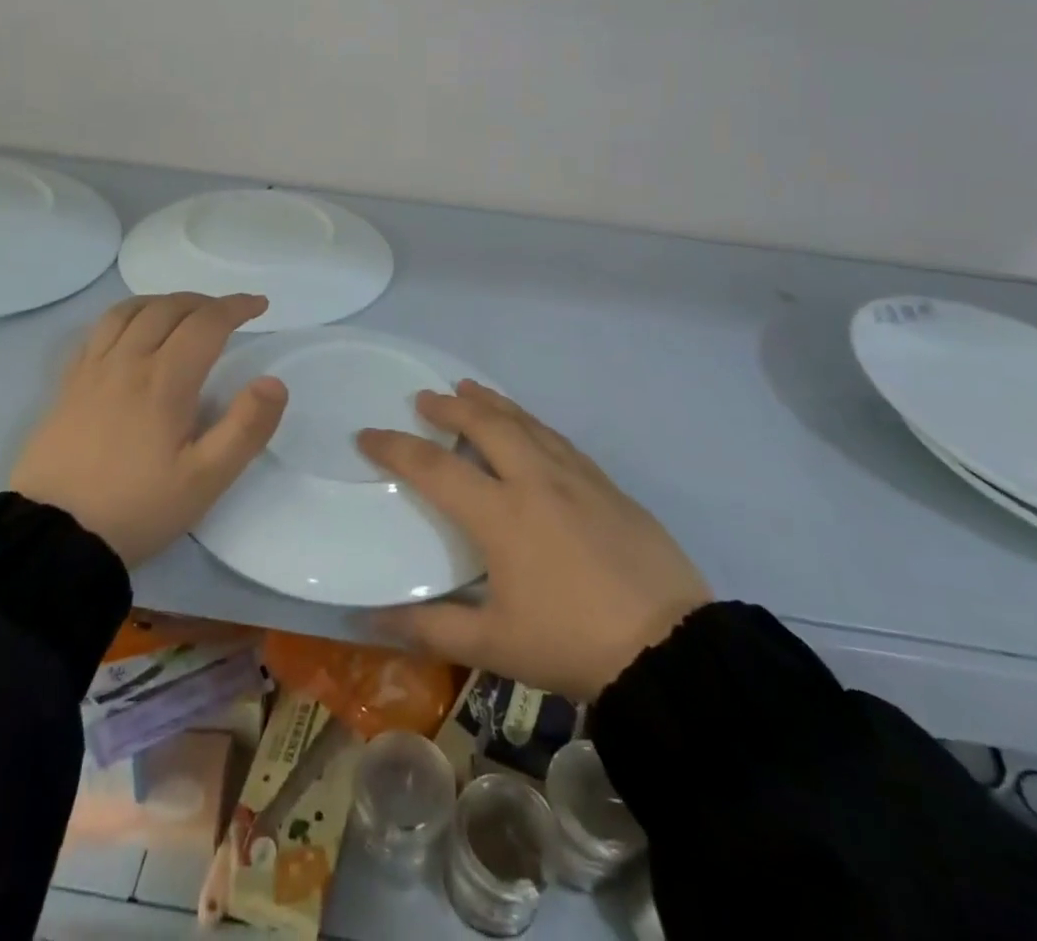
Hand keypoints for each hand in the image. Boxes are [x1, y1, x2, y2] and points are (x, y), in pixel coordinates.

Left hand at [10, 293, 286, 567]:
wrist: (51, 537)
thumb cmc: (137, 508)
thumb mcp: (205, 480)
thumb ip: (245, 428)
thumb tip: (273, 382)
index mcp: (165, 381)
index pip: (207, 323)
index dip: (237, 307)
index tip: (259, 305)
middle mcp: (128, 362)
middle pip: (169, 308)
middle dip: (205, 302)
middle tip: (228, 313)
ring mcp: (92, 370)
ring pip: (130, 311)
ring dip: (164, 302)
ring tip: (183, 312)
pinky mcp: (67, 384)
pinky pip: (98, 330)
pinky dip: (126, 315)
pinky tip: (131, 331)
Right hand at [358, 381, 710, 700]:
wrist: (669, 646)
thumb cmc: (572, 643)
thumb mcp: (494, 645)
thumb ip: (431, 628)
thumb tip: (372, 617)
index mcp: (501, 514)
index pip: (434, 468)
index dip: (395, 447)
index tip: (368, 434)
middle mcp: (535, 480)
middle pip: (485, 424)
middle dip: (449, 407)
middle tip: (425, 398)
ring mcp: (576, 477)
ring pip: (526, 422)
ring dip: (492, 403)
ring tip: (471, 389)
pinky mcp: (606, 484)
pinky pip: (557, 438)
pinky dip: (531, 422)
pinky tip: (529, 427)